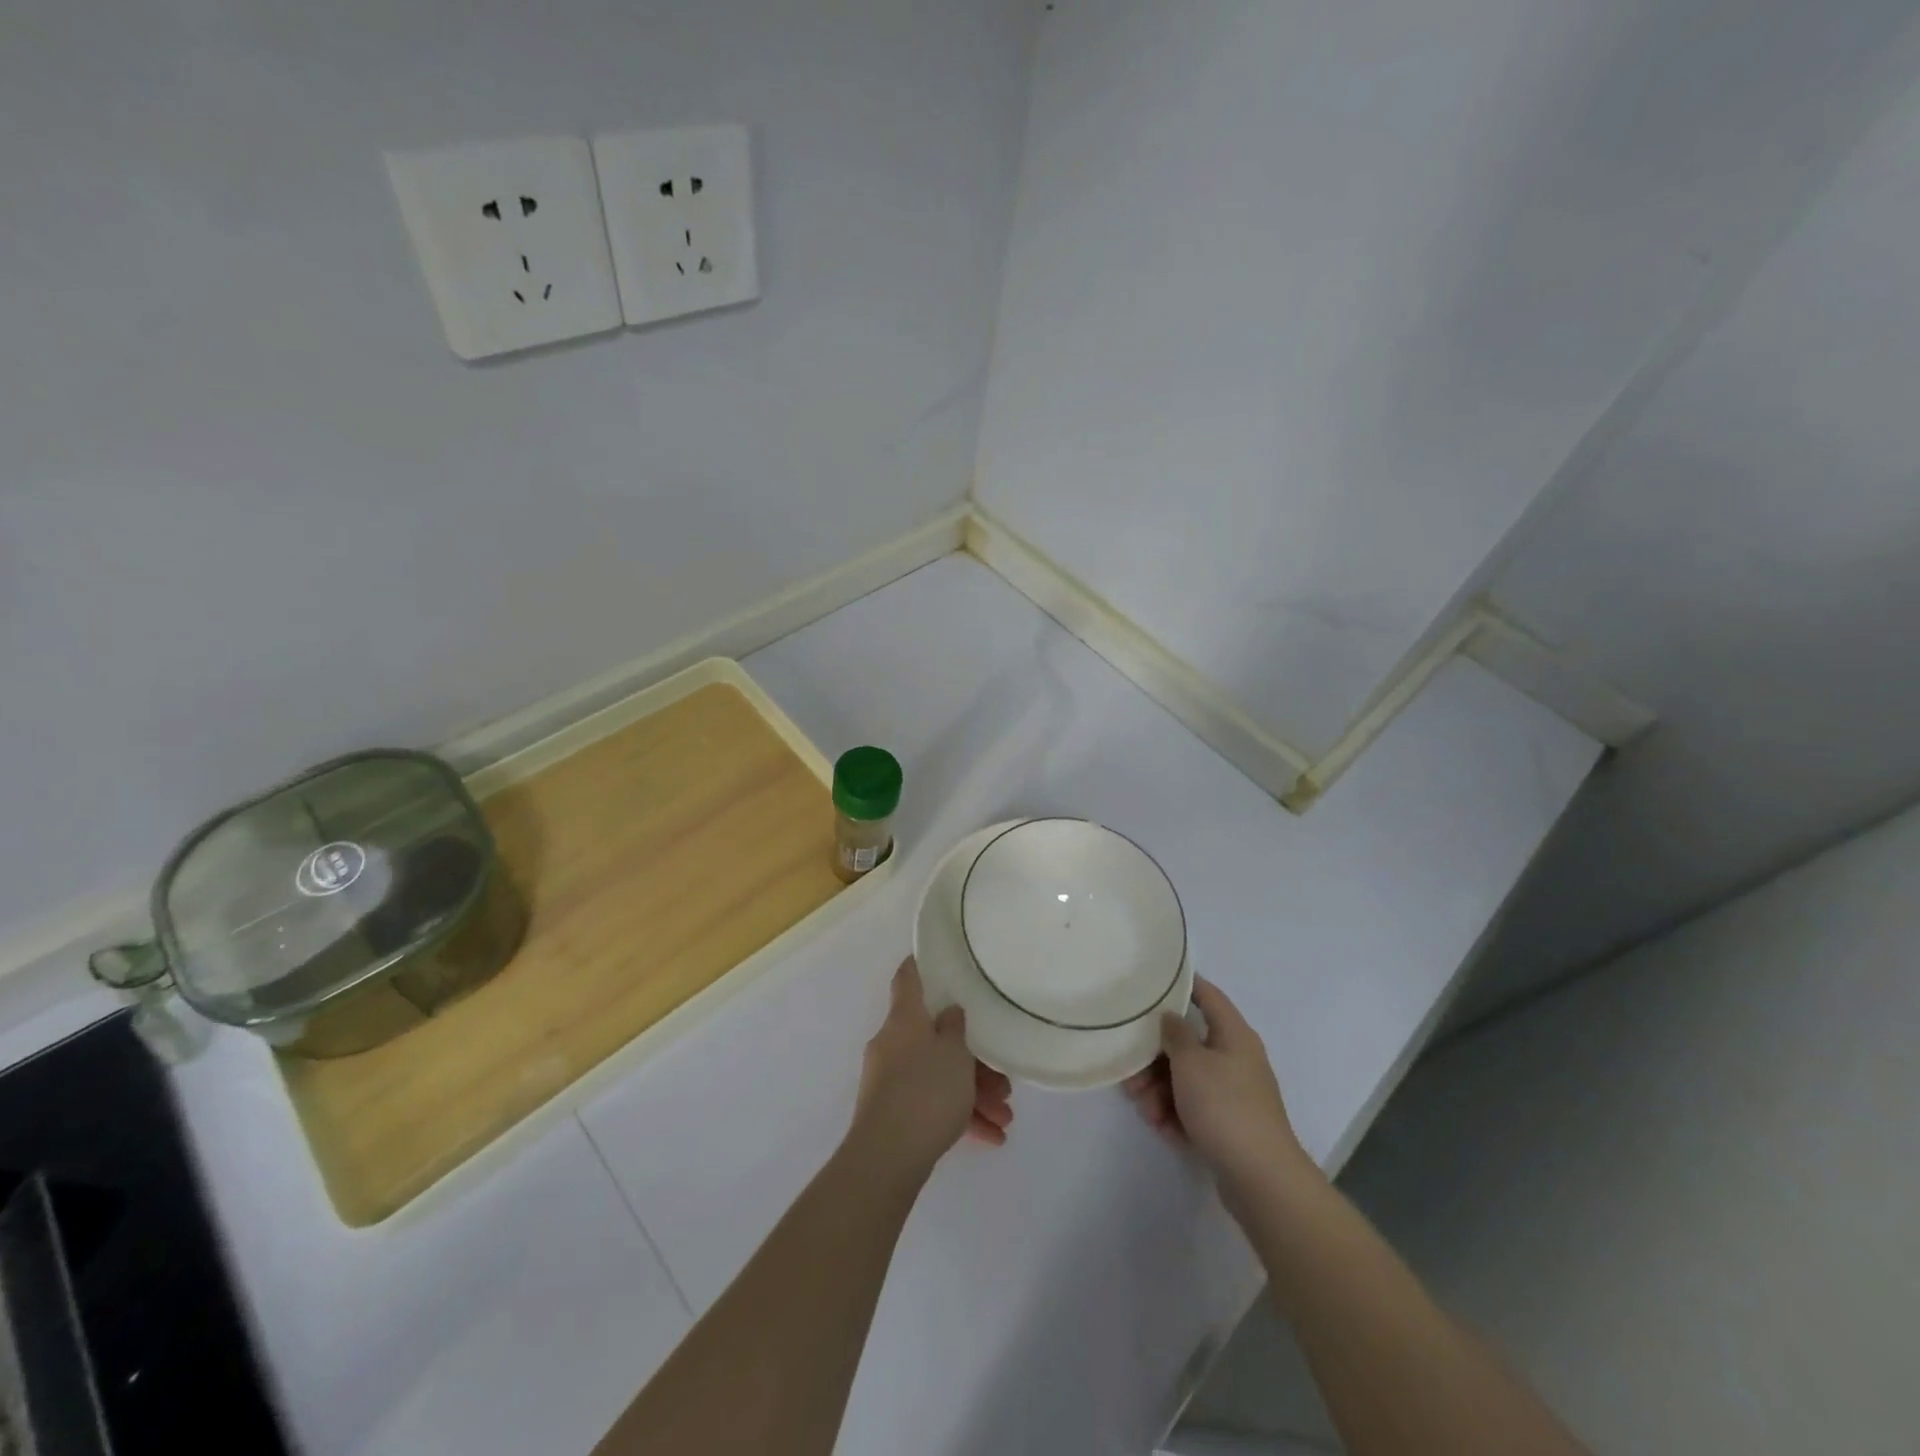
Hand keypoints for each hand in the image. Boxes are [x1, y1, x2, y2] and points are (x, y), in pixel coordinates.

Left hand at [849, 958, 1013, 1179]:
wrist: (887, 1158)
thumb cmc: (925, 1091)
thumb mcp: (954, 1053)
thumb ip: (955, 1027)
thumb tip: (948, 1012)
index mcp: (904, 1018)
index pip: (908, 978)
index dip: (922, 966)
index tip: (941, 962)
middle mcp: (893, 1043)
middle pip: (935, 1037)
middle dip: (972, 1058)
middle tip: (1002, 1082)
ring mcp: (890, 1080)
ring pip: (938, 1075)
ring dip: (973, 1093)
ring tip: (1005, 1118)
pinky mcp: (894, 1113)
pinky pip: (931, 1104)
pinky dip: (958, 1116)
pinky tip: (991, 1137)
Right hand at [1123, 978, 1314, 1198]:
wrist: (1261, 1179)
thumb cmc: (1224, 1107)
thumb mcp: (1191, 1062)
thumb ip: (1174, 1034)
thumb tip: (1170, 1017)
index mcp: (1234, 1035)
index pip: (1208, 995)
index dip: (1181, 984)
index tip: (1150, 983)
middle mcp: (1235, 1059)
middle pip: (1187, 1044)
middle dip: (1155, 1058)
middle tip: (1132, 1073)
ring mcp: (1232, 1093)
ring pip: (1185, 1079)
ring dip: (1160, 1091)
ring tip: (1147, 1111)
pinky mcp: (1227, 1125)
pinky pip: (1192, 1107)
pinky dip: (1174, 1114)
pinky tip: (1162, 1128)